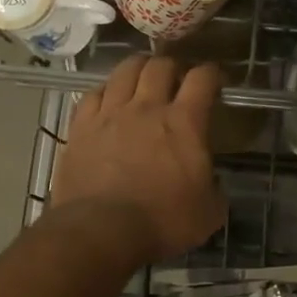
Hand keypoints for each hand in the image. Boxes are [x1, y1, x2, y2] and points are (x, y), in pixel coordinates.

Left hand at [51, 56, 226, 264]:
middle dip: (173, 66)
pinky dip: (105, 90)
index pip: (202, 79)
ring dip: (138, 68)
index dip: (212, 73)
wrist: (101, 230)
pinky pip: (92, 94)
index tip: (215, 80)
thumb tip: (211, 182)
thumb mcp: (208, 212)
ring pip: (125, 71)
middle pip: (160, 66)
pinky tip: (108, 98)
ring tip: (142, 76)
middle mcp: (147, 107)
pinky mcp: (80, 127)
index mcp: (185, 123)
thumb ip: (214, 188)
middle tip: (176, 77)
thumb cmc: (162, 221)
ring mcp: (110, 114)